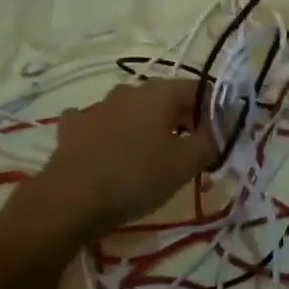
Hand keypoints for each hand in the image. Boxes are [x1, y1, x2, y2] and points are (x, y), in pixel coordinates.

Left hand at [27, 80, 211, 242]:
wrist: (70, 199)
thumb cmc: (136, 177)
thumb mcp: (185, 164)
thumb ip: (209, 142)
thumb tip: (218, 130)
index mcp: (161, 92)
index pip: (199, 89)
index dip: (212, 112)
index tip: (216, 138)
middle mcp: (130, 89)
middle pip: (166, 98)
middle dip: (180, 120)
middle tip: (188, 152)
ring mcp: (98, 105)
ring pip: (132, 110)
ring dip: (144, 126)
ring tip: (149, 157)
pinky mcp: (73, 126)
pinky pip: (99, 123)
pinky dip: (109, 133)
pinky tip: (108, 151)